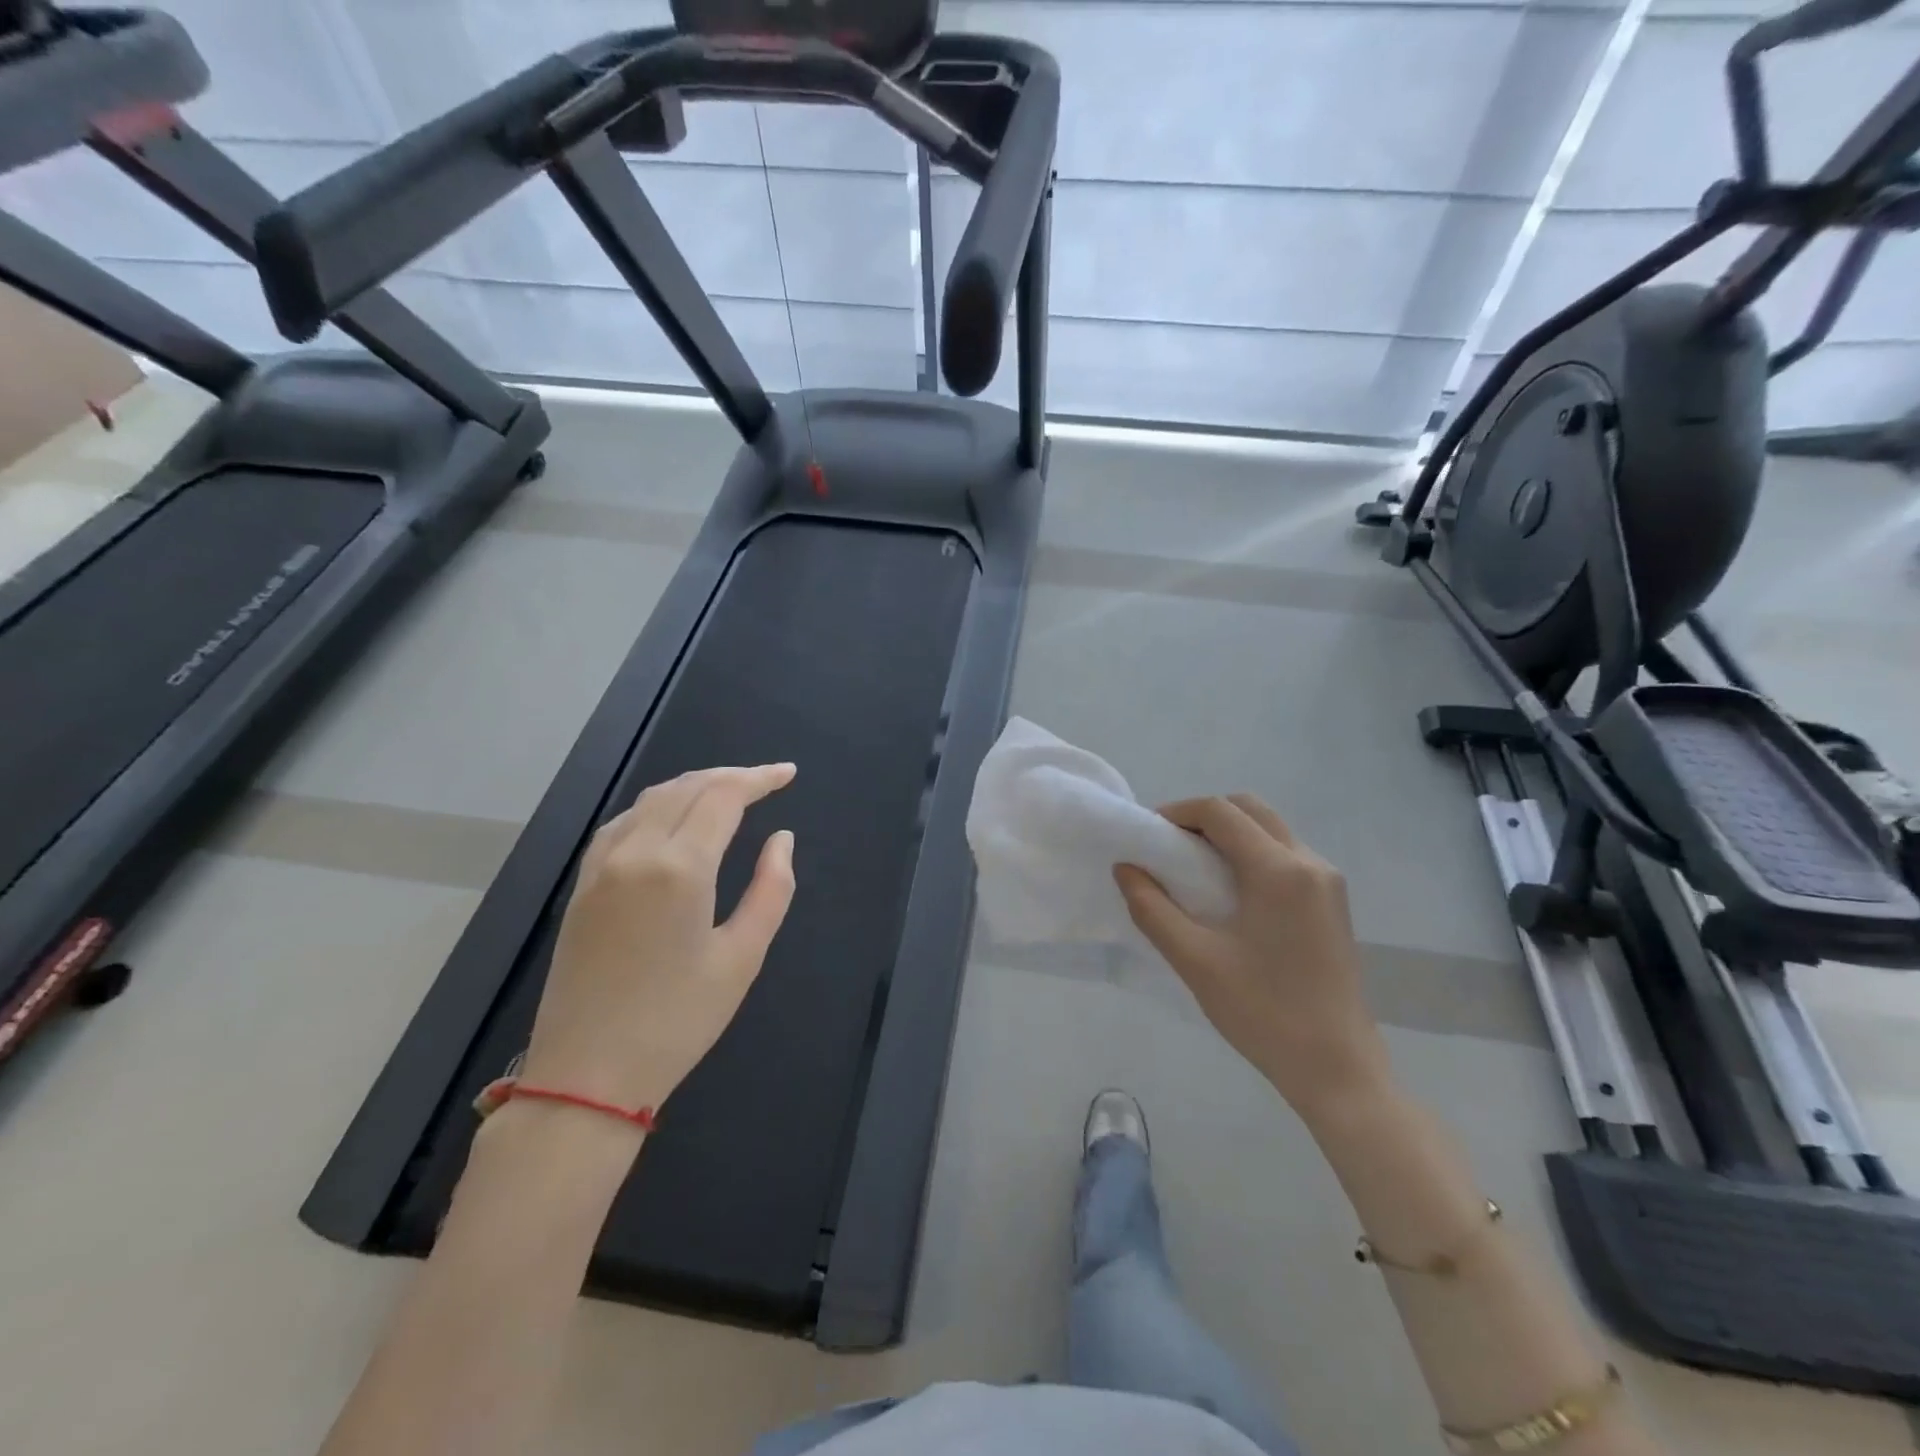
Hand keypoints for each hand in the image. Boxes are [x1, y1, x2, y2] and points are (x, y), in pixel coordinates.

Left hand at [518, 763, 797, 1116]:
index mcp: (680, 868)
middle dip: (730, 776)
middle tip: (766, 781)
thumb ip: (771, 889)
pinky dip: (656, 806)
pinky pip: (622, 822)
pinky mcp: (583, 885)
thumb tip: (781, 839)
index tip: (788, 774)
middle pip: (687, 788)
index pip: (723, 797)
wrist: (587, 1077)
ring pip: (651, 799)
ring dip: (693, 785)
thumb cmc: (678, 1021)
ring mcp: (601, 866)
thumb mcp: (742, 957)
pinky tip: (672, 818)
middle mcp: (636, 852)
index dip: (759, 778)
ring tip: (728, 792)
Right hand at [1115, 794, 1391, 1117]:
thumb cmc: (1263, 1012)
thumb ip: (1152, 908)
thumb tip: (1126, 868)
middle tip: (1170, 846)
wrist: (1337, 1068)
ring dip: (1230, 834)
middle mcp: (1310, 862)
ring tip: (1194, 869)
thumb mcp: (1195, 960)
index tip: (1148, 835)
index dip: (1178, 812)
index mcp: (1279, 870)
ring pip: (1271, 829)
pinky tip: (1230, 892)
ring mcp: (1328, 882)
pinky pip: (1286, 855)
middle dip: (1205, 816)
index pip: (1221, 812)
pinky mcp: (1333, 902)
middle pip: (1250, 809)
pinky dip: (1252, 854)